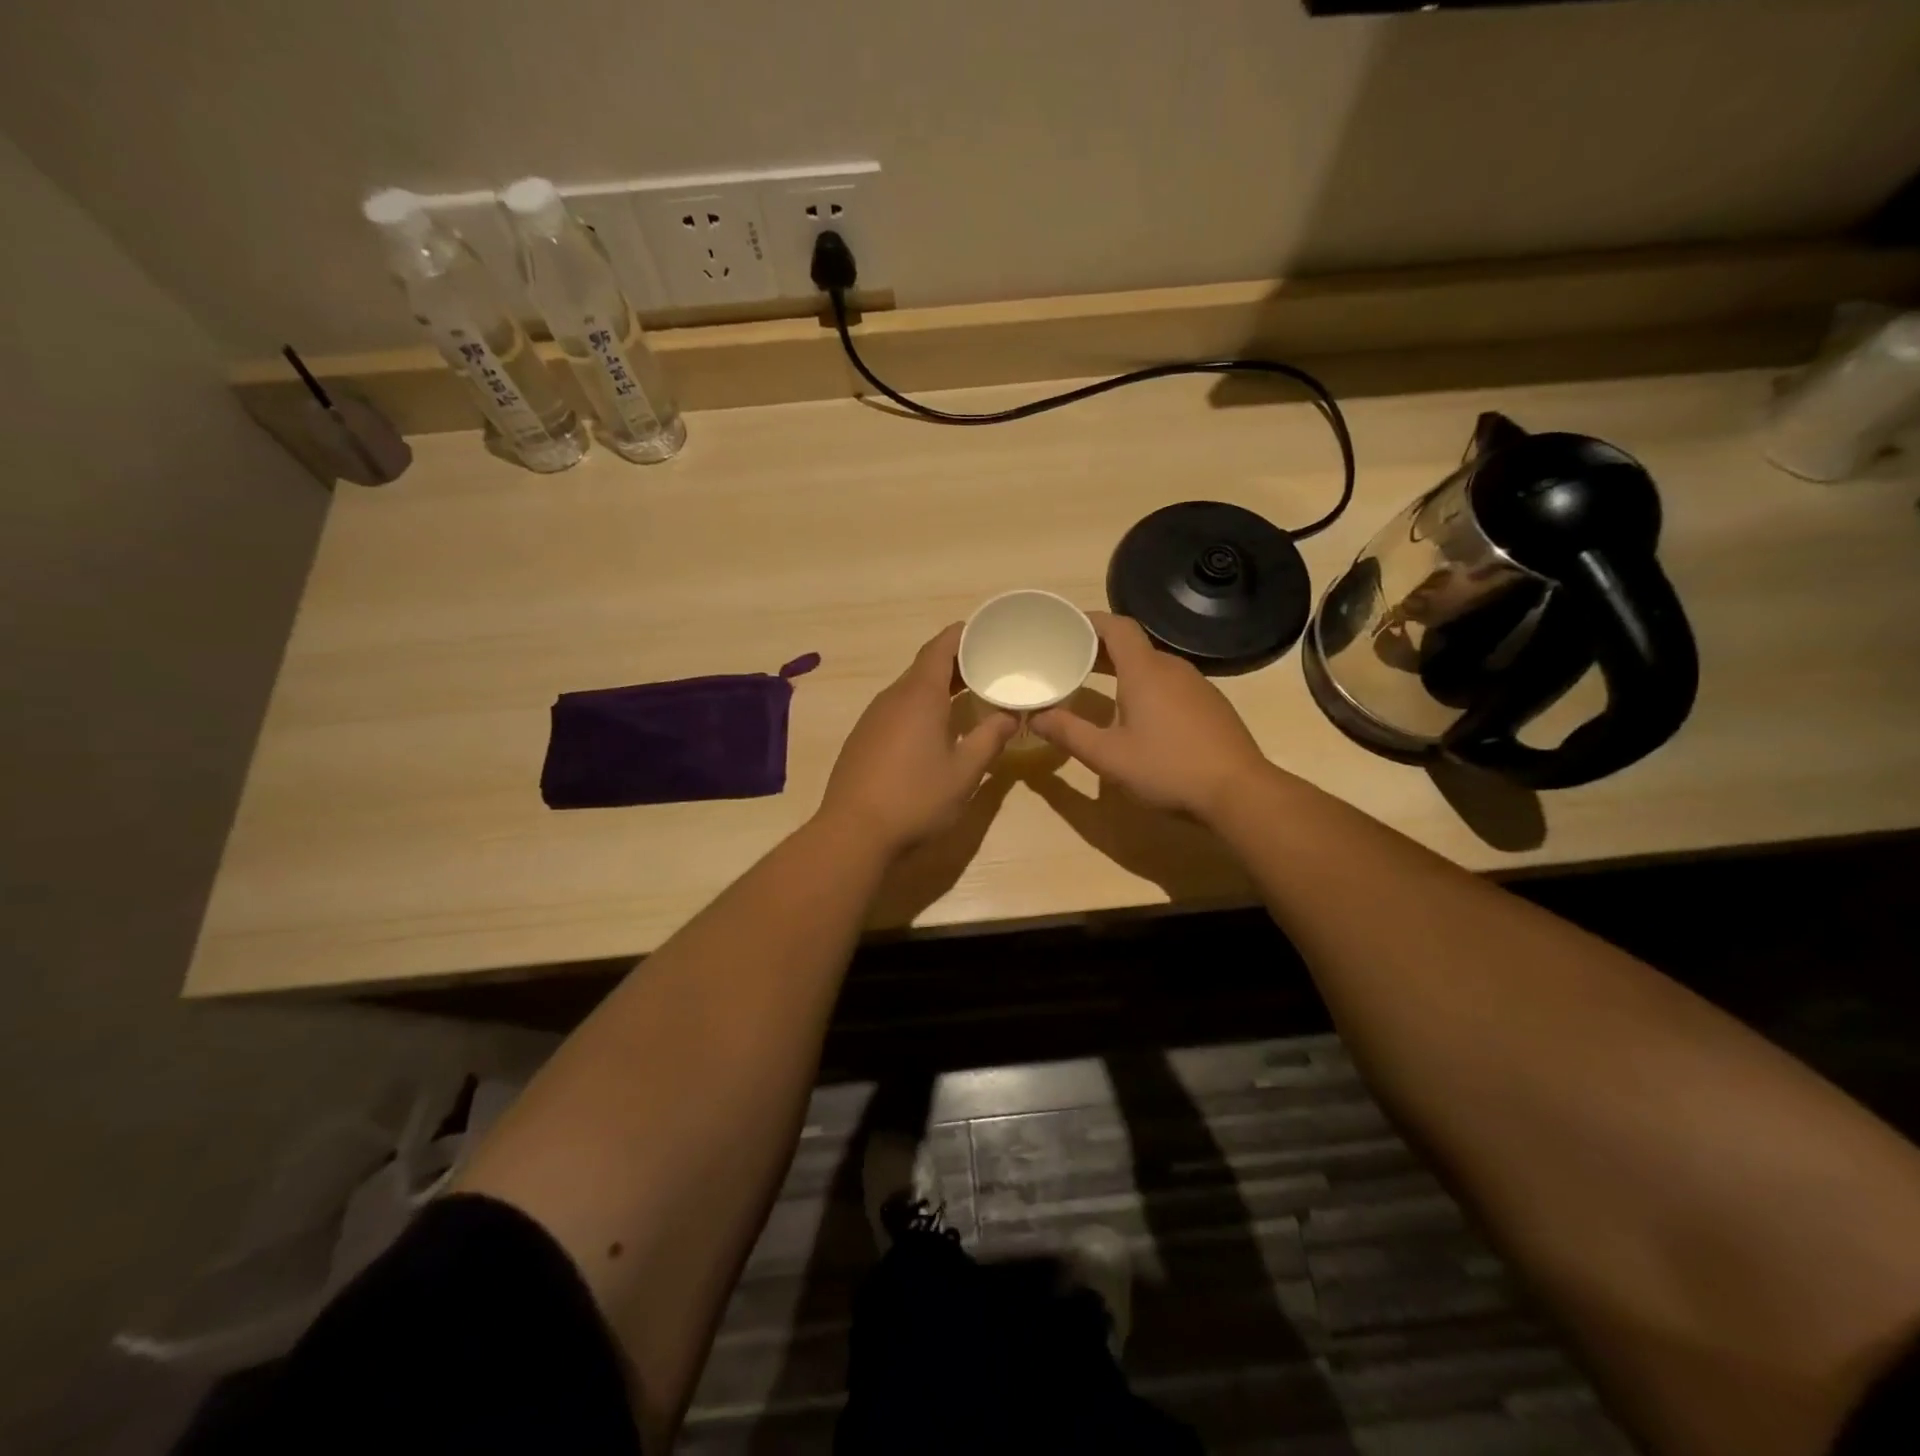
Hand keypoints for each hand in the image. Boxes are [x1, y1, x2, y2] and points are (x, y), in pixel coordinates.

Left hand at [818, 624, 1018, 855]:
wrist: (853, 832)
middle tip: (989, 666)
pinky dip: (920, 706)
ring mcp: (873, 717)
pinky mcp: (863, 738)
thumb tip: (1011, 716)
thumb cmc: (916, 798)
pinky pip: (897, 709)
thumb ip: (990, 738)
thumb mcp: (964, 772)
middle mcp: (893, 697)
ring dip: (938, 686)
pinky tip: (934, 729)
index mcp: (919, 695)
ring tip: (968, 694)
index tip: (987, 631)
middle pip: (926, 665)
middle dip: (957, 661)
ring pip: (910, 688)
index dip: (964, 634)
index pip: (941, 647)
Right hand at [1032, 611, 1269, 820]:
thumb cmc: (1167, 768)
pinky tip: (1137, 714)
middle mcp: (1172, 668)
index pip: (1116, 626)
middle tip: (1069, 660)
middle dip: (1099, 648)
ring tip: (1096, 685)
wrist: (1239, 791)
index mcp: (1145, 670)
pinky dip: (1146, 685)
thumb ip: (1068, 733)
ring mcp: (1196, 685)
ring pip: (1152, 665)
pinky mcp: (1210, 705)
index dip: (1089, 621)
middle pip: (1132, 645)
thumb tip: (1035, 718)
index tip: (1065, 626)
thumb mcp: (1108, 756)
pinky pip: (1170, 683)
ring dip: (1123, 669)